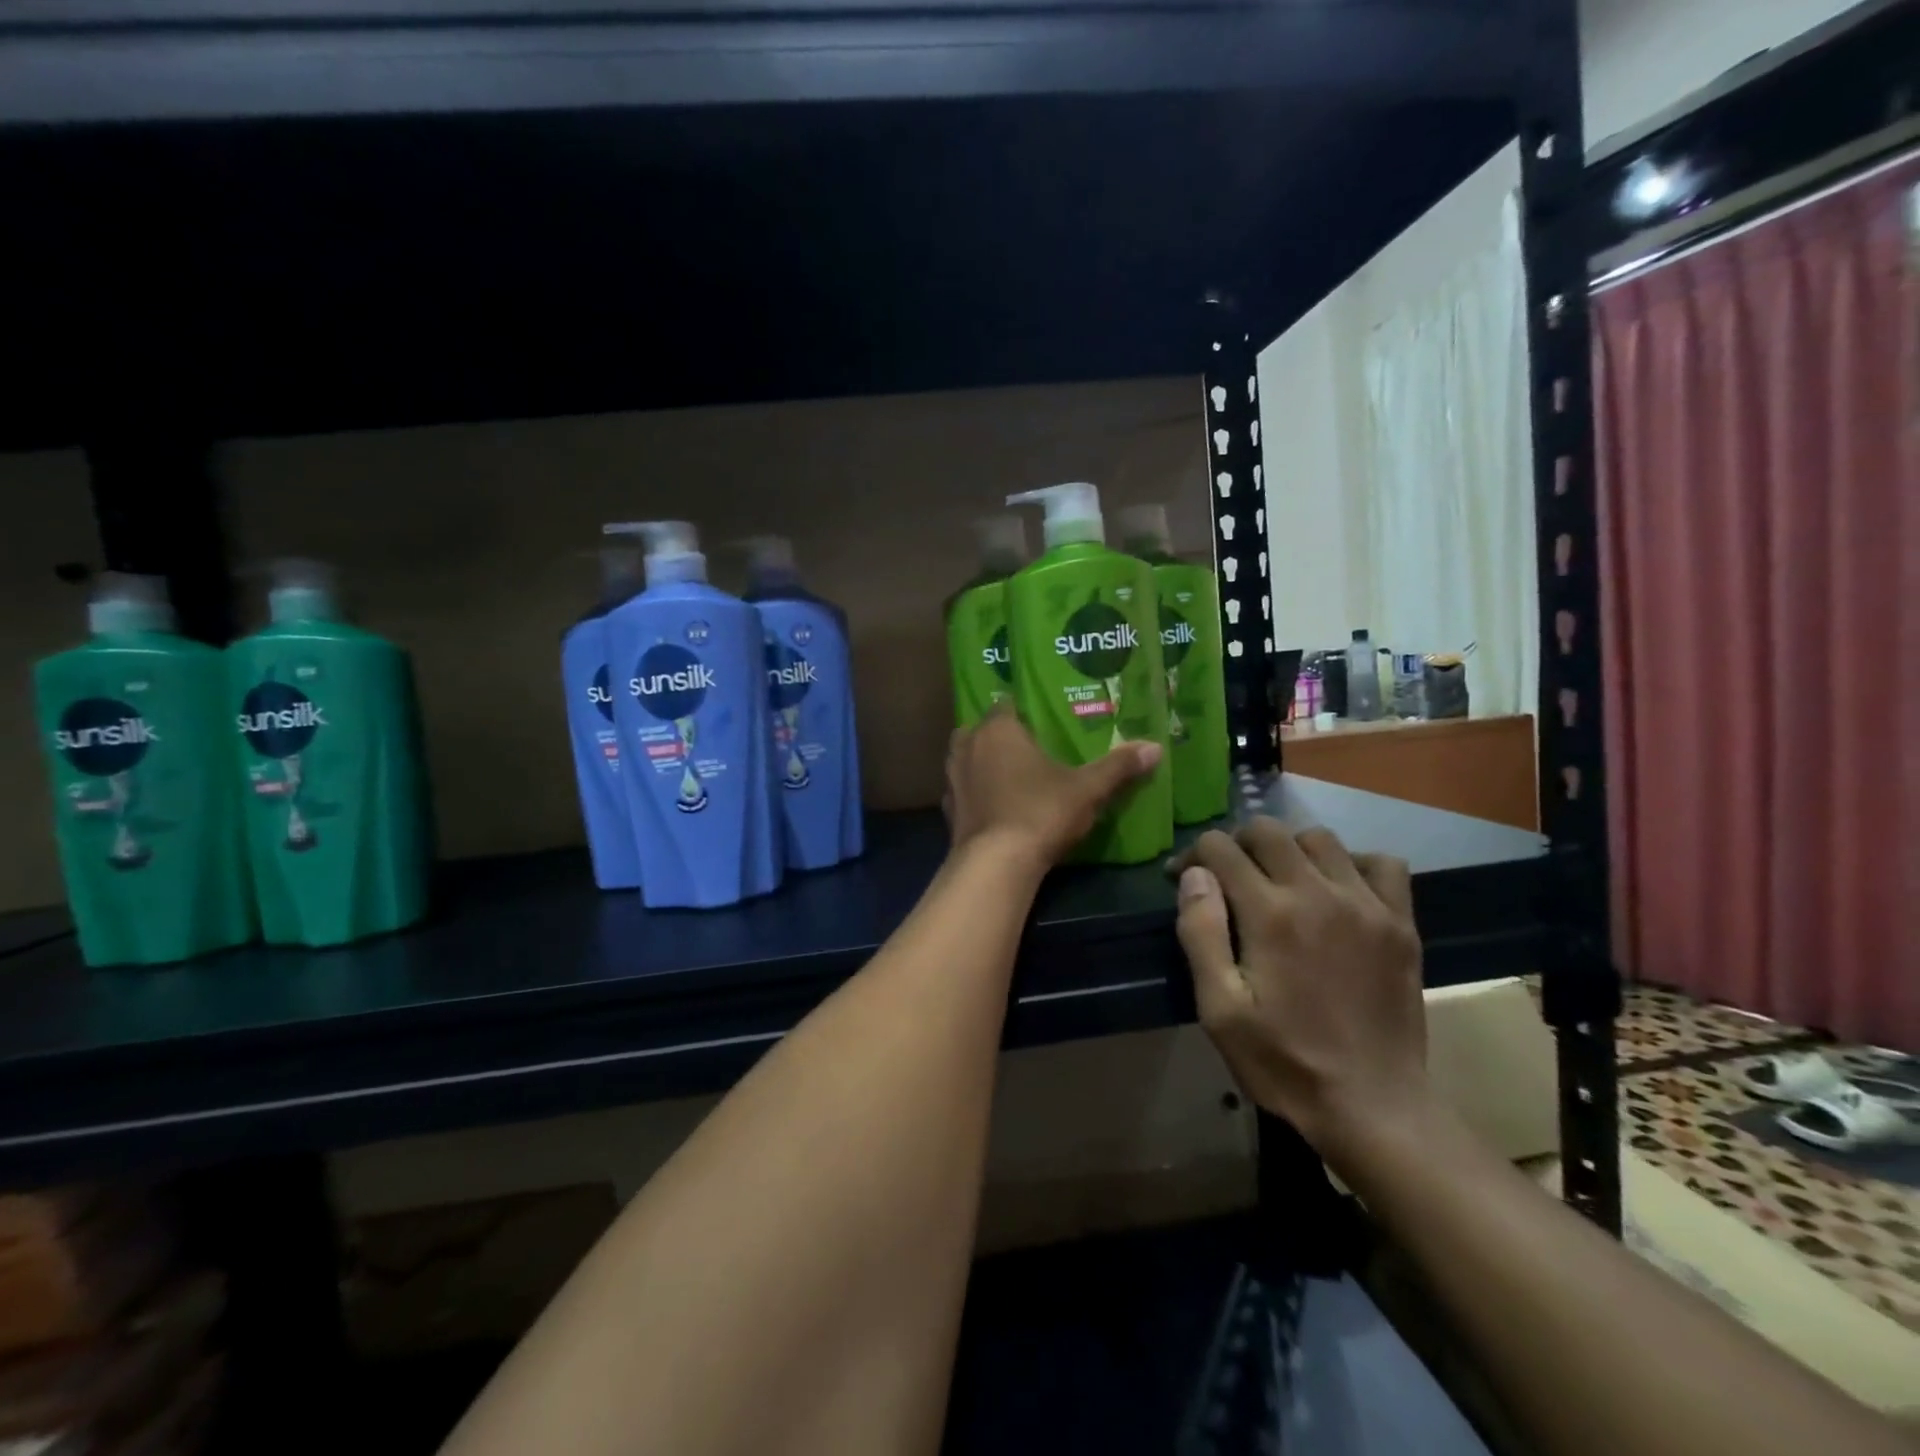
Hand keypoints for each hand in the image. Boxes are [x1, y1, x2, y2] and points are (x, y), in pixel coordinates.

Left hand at [943, 708, 1161, 873]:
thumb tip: (1155, 747)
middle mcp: (967, 745)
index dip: (1023, 711)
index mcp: (998, 729)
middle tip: (1030, 748)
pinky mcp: (948, 809)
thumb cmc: (1040, 812)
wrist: (995, 865)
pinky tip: (997, 806)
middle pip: (983, 731)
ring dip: (985, 764)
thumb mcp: (1087, 789)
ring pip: (968, 759)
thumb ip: (1118, 767)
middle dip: (1001, 737)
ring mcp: (952, 778)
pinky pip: (965, 791)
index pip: (1006, 705)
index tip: (1043, 721)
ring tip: (1013, 776)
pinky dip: (978, 794)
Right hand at [1171, 820, 1425, 1151]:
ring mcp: (1367, 905)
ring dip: (1289, 848)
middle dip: (1236, 843)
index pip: (1221, 848)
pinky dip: (1353, 864)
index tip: (1184, 879)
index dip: (1194, 856)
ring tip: (1279, 880)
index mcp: (1269, 914)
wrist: (1374, 1107)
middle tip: (1227, 876)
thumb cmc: (1283, 1061)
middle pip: (1268, 830)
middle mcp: (1318, 893)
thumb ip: (1200, 933)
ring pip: (1320, 839)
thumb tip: (1194, 874)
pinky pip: (1381, 863)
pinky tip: (1338, 890)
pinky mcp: (1401, 923)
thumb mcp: (1219, 1009)